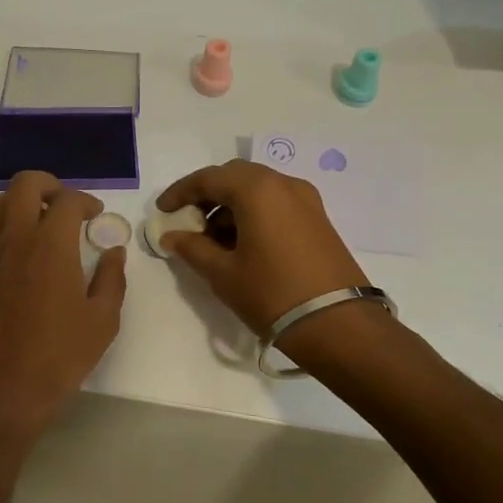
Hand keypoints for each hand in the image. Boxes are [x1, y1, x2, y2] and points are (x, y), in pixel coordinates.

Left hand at [0, 171, 126, 424]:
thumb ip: (112, 278)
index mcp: (51, 243)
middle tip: (66, 205)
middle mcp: (17, 237)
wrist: (4, 387)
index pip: (68, 200)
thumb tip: (114, 251)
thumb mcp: (103, 319)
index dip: (86, 201)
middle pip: (24, 185)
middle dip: (48, 185)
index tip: (96, 216)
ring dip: (18, 202)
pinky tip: (15, 251)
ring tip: (38, 221)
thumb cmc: (60, 353)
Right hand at [155, 160, 367, 335]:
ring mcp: (306, 200)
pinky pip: (277, 203)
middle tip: (188, 220)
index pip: (209, 178)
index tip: (163, 211)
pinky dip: (254, 213)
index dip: (181, 192)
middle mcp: (283, 184)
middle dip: (208, 195)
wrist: (338, 325)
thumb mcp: (223, 274)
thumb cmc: (272, 294)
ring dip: (231, 206)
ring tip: (213, 240)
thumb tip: (172, 236)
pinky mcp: (318, 219)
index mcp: (257, 190)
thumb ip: (193, 249)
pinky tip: (242, 244)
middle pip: (236, 177)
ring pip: (258, 189)